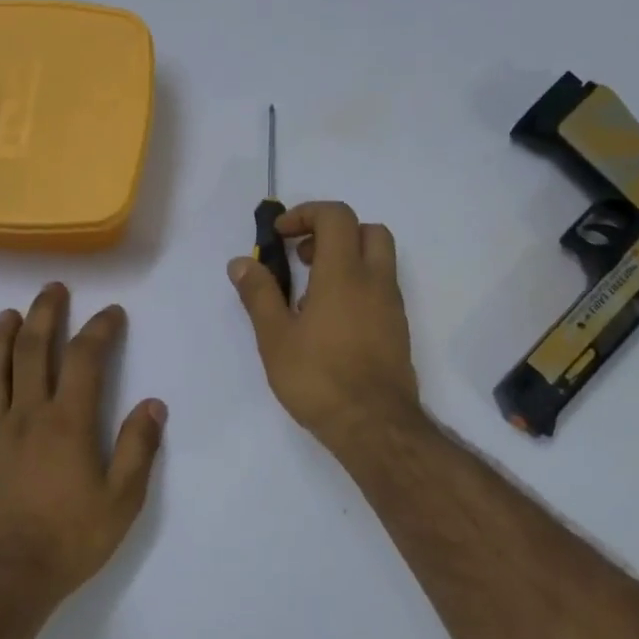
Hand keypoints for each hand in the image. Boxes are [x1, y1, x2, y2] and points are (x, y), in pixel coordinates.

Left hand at [0, 283, 165, 612]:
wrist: (9, 580)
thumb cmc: (71, 540)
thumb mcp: (122, 500)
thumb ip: (138, 448)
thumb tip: (153, 404)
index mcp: (66, 423)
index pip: (84, 360)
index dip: (99, 330)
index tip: (112, 313)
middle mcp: (26, 416)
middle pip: (32, 352)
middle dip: (45, 315)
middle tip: (52, 289)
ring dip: (0, 338)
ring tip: (8, 314)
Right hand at [228, 201, 420, 448]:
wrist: (373, 424)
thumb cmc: (318, 378)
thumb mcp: (275, 337)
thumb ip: (259, 294)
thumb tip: (241, 262)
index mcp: (344, 274)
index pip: (336, 216)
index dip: (305, 214)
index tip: (280, 236)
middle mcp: (375, 281)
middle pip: (366, 230)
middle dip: (332, 232)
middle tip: (302, 256)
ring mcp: (392, 305)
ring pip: (377, 260)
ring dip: (346, 259)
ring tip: (310, 293)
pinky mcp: (397, 329)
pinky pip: (380, 288)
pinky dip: (357, 285)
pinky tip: (329, 321)